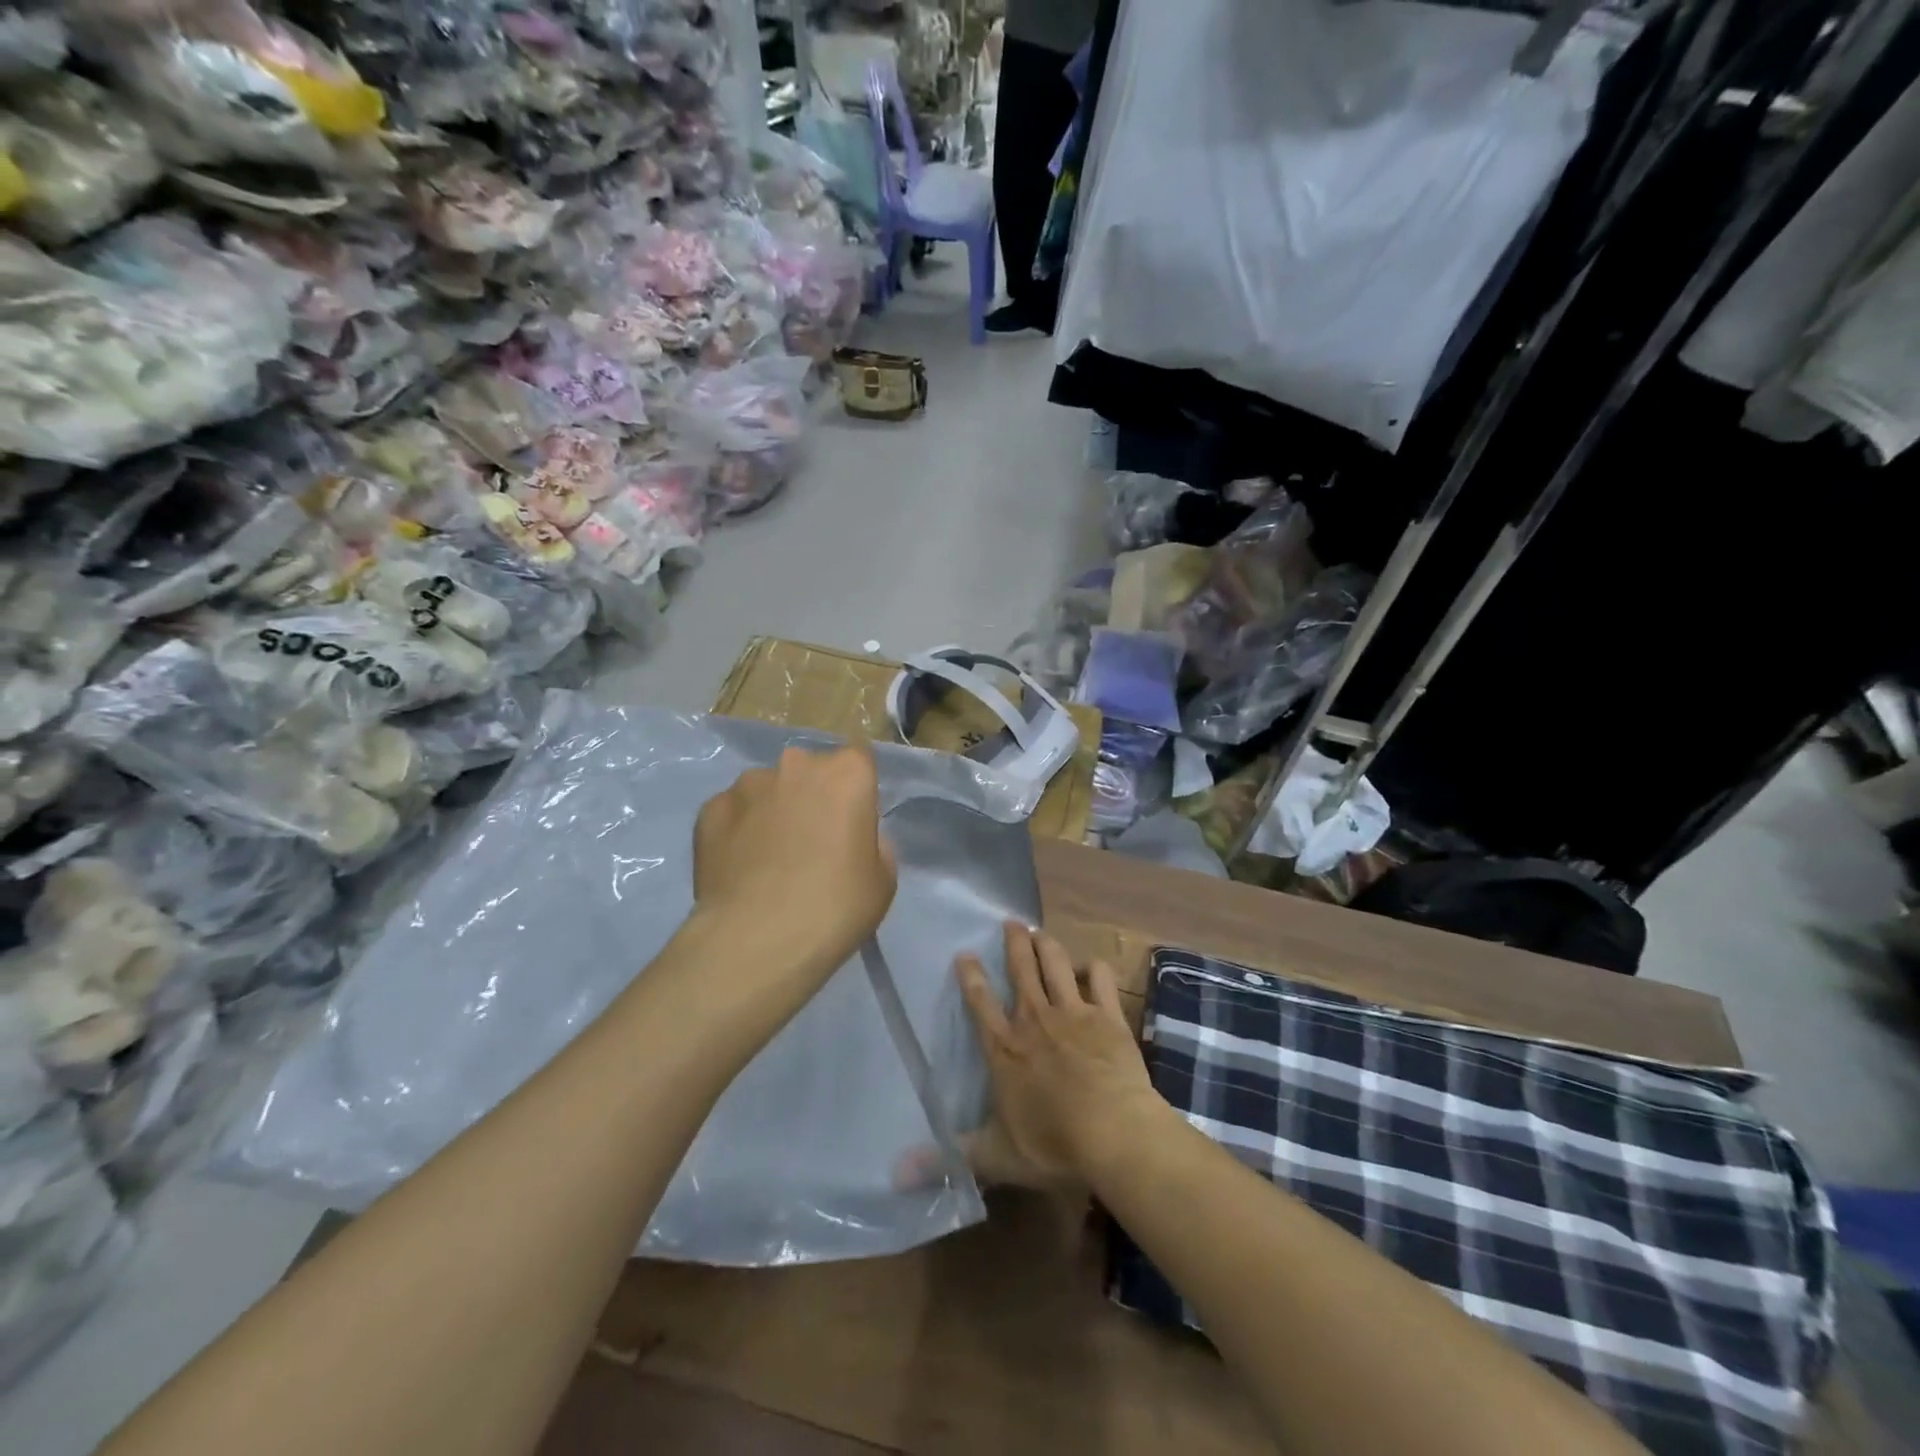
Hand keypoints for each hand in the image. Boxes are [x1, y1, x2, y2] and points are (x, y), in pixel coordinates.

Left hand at [692, 744, 896, 998]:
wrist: (756, 940)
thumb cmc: (835, 907)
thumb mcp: (882, 880)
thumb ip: (873, 843)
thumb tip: (853, 836)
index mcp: (846, 773)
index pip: (858, 759)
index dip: (856, 789)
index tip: (853, 821)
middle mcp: (796, 765)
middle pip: (810, 771)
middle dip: (812, 795)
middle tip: (812, 841)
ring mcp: (747, 784)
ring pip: (767, 789)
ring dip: (772, 811)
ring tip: (768, 859)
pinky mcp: (709, 810)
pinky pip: (733, 813)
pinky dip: (738, 831)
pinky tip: (739, 868)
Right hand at [956, 923, 1161, 1189]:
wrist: (1114, 1134)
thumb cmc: (1052, 1144)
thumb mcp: (994, 1157)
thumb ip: (948, 1158)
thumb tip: (895, 1173)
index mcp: (1004, 1048)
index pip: (980, 1002)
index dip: (971, 976)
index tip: (965, 953)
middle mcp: (1034, 1019)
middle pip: (1021, 969)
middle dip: (1014, 942)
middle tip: (1012, 922)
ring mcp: (1073, 1013)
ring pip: (1056, 964)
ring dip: (1048, 945)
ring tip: (1041, 932)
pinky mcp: (1107, 1016)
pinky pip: (1101, 980)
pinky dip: (1097, 970)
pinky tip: (1094, 967)